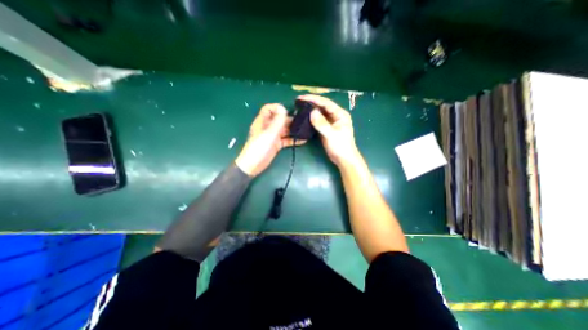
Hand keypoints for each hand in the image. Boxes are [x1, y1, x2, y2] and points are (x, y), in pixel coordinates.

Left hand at [235, 104, 302, 175]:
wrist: (253, 165)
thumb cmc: (259, 148)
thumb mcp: (269, 134)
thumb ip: (277, 121)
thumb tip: (283, 108)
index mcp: (263, 122)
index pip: (268, 109)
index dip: (277, 108)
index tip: (288, 111)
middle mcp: (268, 127)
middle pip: (279, 119)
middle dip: (289, 119)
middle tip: (302, 121)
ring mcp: (273, 136)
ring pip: (284, 130)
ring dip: (293, 130)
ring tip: (305, 130)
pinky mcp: (276, 145)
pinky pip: (286, 140)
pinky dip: (293, 140)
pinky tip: (303, 140)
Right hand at [301, 95, 360, 166]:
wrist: (343, 159)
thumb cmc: (341, 146)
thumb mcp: (331, 134)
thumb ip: (322, 123)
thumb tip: (312, 112)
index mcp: (340, 114)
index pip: (326, 103)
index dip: (313, 99)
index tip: (302, 98)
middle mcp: (336, 115)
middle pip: (322, 106)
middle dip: (311, 103)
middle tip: (298, 101)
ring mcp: (331, 122)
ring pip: (319, 113)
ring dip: (310, 110)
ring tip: (299, 107)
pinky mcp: (326, 128)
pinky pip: (318, 120)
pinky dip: (311, 118)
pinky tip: (304, 117)